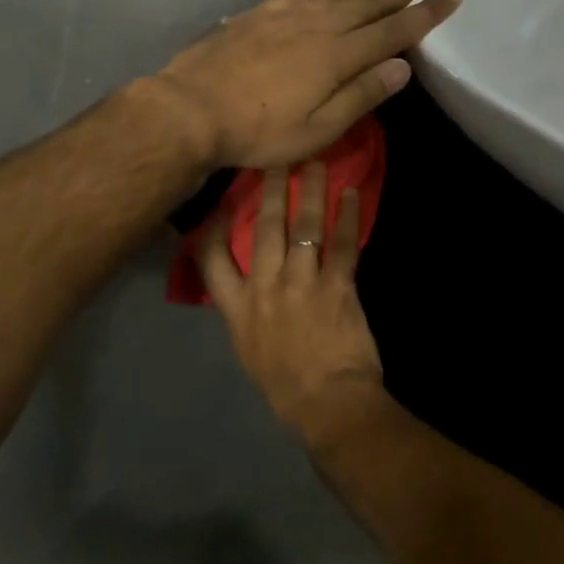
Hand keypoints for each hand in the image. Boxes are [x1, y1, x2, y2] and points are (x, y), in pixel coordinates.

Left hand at [153, 0, 460, 168]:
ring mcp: (289, 14)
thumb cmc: (257, 131)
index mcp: (338, 57)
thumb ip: (360, 96)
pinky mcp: (262, 12)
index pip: (394, 30)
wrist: (190, 109)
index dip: (426, 13)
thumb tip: (403, 67)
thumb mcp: (317, 130)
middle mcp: (320, 25)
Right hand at [201, 160, 391, 450]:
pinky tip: (352, 195)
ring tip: (316, 163)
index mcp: (237, 308)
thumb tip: (250, 287)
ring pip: (304, 227)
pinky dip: (348, 218)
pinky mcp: (337, 287)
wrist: (326, 405)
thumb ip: (246, 313)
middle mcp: (265, 288)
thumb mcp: (249, 349)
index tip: (220, 201)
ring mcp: (301, 284)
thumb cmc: (286, 387)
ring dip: (310, 192)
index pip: (211, 259)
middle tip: (277, 158)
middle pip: (264, 229)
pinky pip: (342, 244)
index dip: (213, 225)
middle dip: (271, 190)